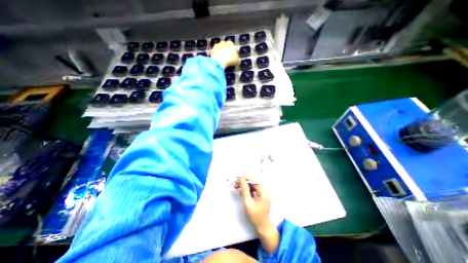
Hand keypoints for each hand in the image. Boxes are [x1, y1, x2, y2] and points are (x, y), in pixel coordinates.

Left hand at [212, 40, 240, 67]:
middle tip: (227, 59)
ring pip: (219, 50)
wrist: (219, 61)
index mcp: (231, 43)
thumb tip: (237, 61)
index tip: (233, 58)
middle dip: (226, 52)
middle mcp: (223, 42)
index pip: (233, 47)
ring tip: (222, 61)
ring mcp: (216, 46)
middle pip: (225, 47)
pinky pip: (215, 54)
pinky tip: (217, 62)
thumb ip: (238, 60)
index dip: (233, 53)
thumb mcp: (237, 61)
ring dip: (220, 54)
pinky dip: (216, 57)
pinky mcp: (211, 50)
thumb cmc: (230, 60)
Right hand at [238, 176, 269, 229]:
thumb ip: (244, 190)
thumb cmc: (255, 216)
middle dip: (244, 182)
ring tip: (237, 187)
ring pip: (252, 186)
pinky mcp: (261, 197)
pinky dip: (247, 190)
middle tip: (235, 184)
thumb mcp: (248, 203)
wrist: (263, 227)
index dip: (245, 178)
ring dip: (245, 186)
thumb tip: (241, 179)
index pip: (254, 180)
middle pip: (253, 182)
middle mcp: (264, 191)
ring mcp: (263, 194)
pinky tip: (242, 192)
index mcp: (263, 191)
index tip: (237, 179)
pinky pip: (253, 190)